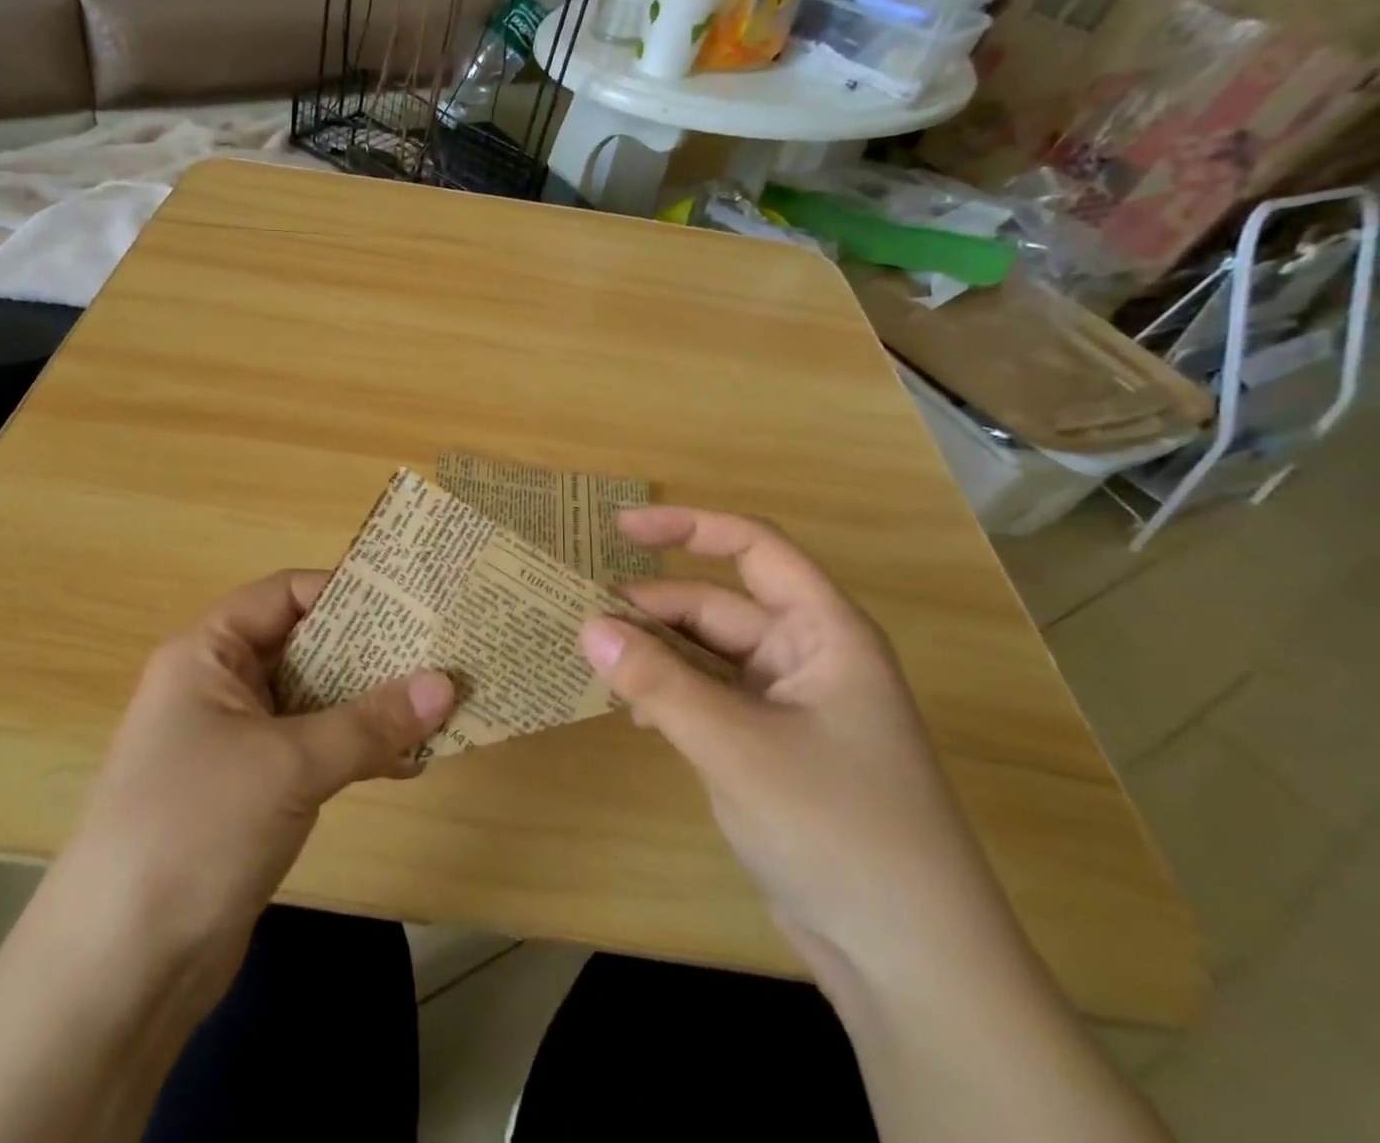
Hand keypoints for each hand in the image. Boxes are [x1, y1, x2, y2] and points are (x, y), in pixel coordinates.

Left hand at [54, 570, 455, 956]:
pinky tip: (408, 764)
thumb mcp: (289, 764)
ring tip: (436, 709)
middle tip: (437, 654)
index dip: (345, 592)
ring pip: (313, 702)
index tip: (410, 604)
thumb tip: (447, 683)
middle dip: (370, 653)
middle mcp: (218, 686)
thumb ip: (370, 722)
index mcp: (208, 653)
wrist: (120, 972)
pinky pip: (311, 750)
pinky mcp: (248, 792)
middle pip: (304, 647)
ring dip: (370, 706)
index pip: (285, 594)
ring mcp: (232, 741)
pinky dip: (355, 751)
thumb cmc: (197, 829)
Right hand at [580, 508, 1020, 995]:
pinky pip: (709, 698)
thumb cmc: (837, 829)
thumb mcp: (735, 746)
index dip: (686, 527)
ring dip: (655, 656)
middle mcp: (806, 655)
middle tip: (580, 620)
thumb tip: (587, 626)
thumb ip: (658, 682)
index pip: (752, 548)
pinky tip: (633, 710)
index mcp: (823, 632)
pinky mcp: (770, 746)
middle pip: (717, 606)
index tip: (619, 529)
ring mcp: (788, 704)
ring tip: (594, 663)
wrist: (909, 964)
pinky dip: (670, 695)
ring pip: (707, 655)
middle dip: (652, 609)